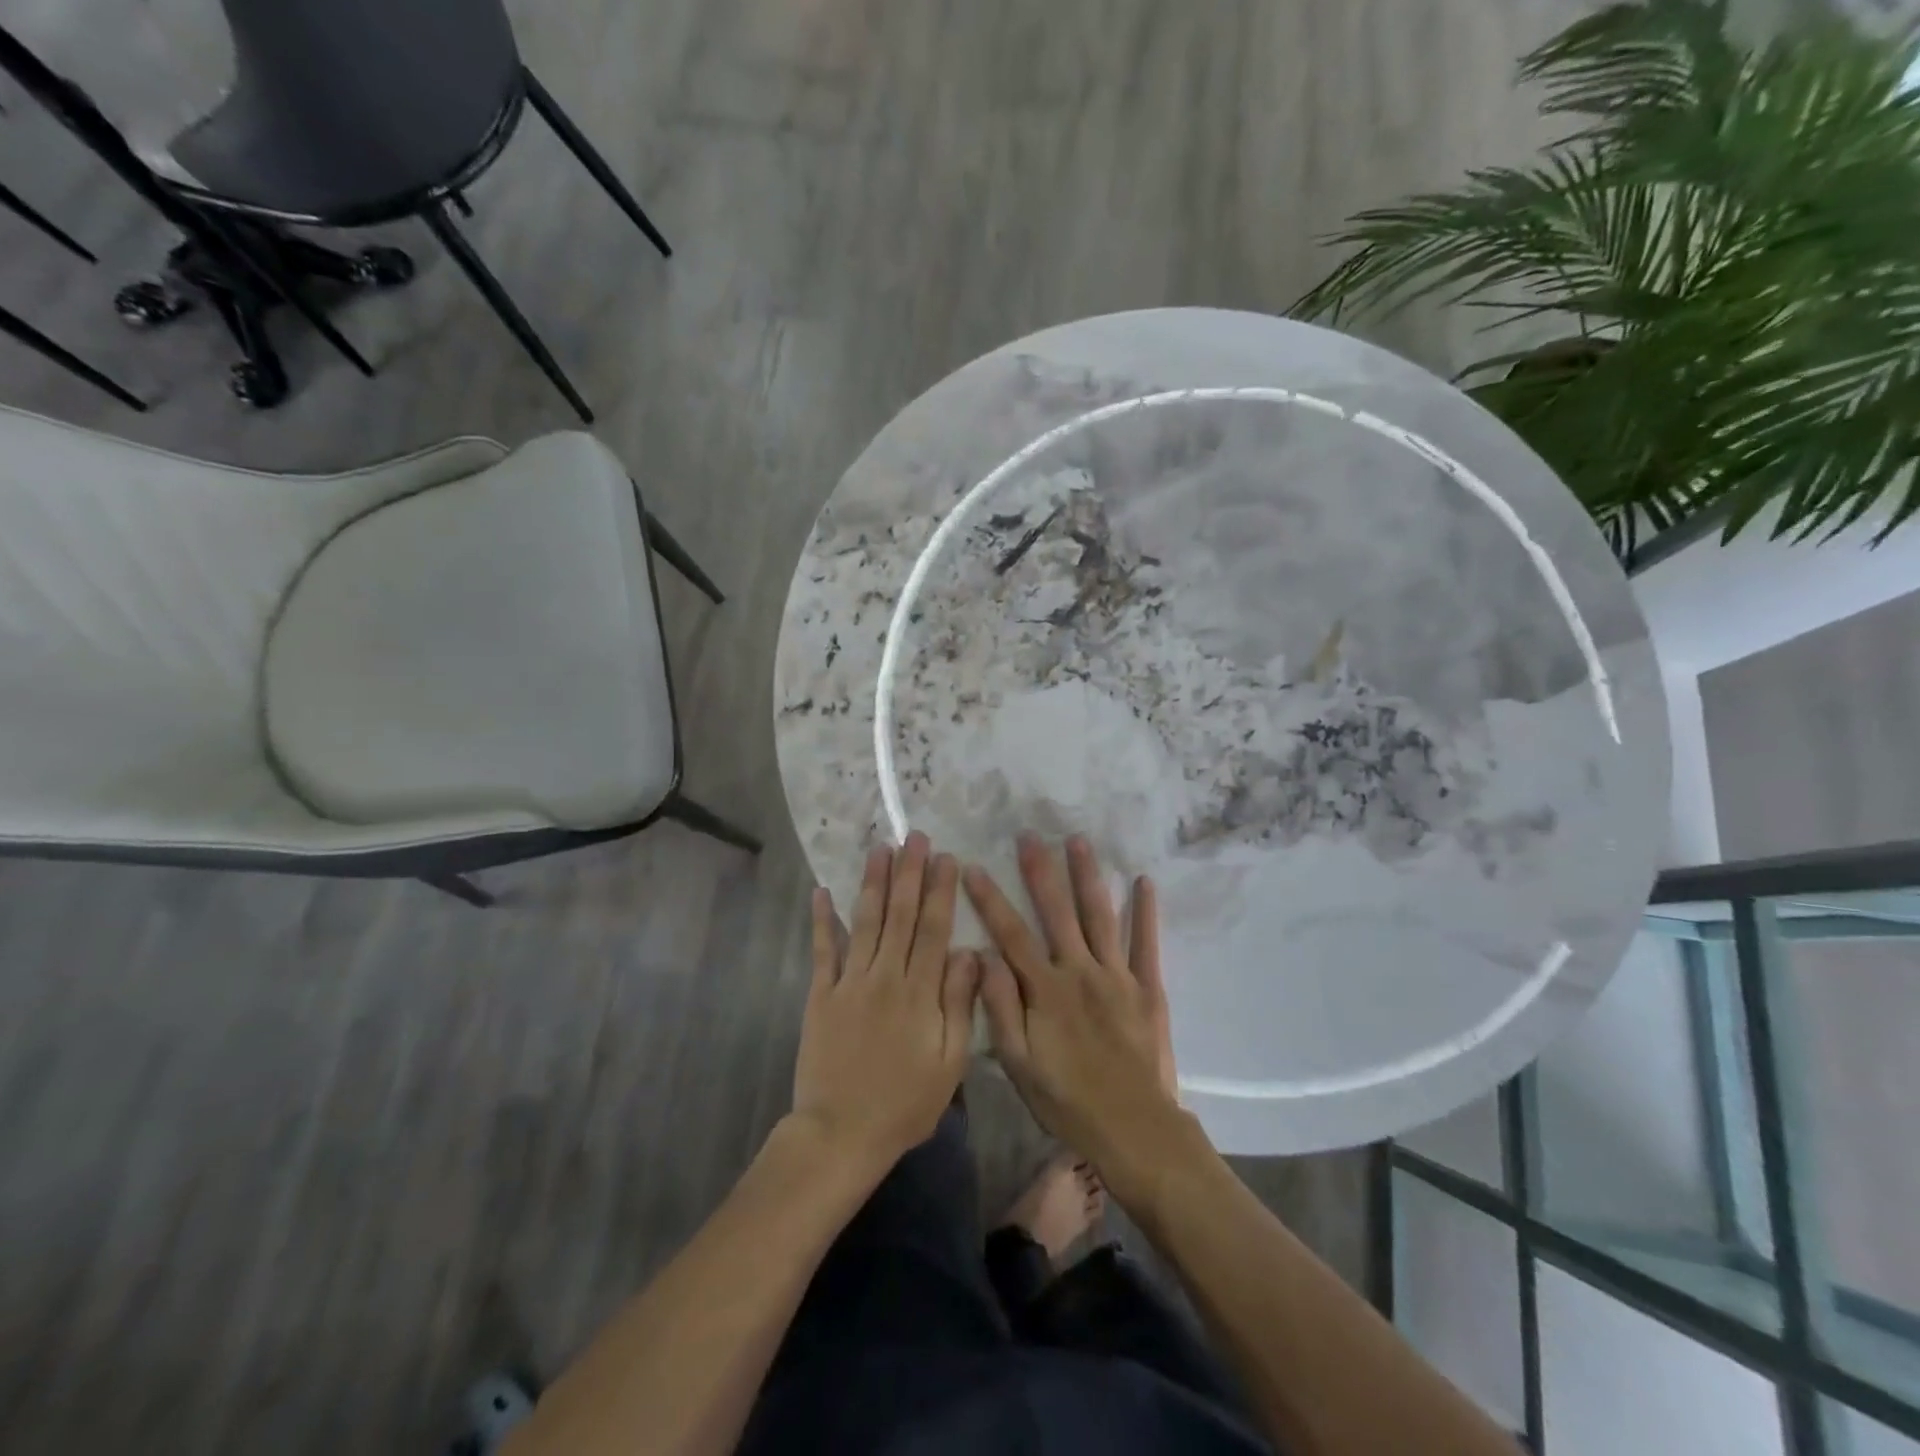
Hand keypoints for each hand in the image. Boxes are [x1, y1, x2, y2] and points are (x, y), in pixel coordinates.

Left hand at [792, 833, 979, 1172]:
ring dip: (873, 883)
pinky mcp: (820, 995)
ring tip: (880, 849)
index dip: (941, 891)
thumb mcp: (950, 1063)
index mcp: (920, 992)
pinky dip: (821, 920)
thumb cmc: (905, 1103)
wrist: (841, 1133)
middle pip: (901, 915)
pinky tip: (821, 891)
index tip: (946, 857)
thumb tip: (970, 952)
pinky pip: (822, 950)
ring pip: (865, 922)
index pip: (934, 929)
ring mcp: (849, 982)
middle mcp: (885, 976)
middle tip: (914, 837)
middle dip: (909, 872)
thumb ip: (960, 1005)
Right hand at [965, 834, 1179, 1170]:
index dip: (989, 900)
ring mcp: (1117, 975)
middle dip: (1040, 871)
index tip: (972, 867)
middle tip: (1029, 835)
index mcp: (1045, 990)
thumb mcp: (1019, 1064)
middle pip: (1056, 912)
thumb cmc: (1068, 1101)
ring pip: (1100, 916)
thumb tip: (981, 956)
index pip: (1010, 934)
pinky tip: (1144, 881)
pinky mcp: (1147, 988)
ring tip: (1078, 841)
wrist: (1135, 1130)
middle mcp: (1079, 971)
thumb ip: (999, 1007)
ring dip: (1087, 876)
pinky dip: (1146, 912)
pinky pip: (1146, 943)